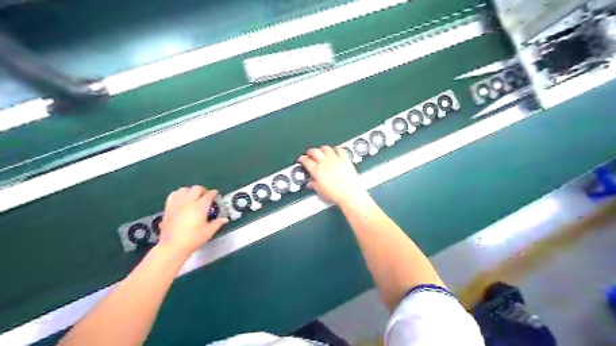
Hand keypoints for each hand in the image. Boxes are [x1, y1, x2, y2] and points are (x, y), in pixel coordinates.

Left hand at [156, 187, 226, 256]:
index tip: (216, 194)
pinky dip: (179, 194)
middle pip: (196, 188)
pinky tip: (181, 199)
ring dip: (190, 191)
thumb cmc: (193, 239)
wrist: (173, 246)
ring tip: (194, 196)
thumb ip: (217, 223)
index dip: (213, 193)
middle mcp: (188, 202)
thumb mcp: (209, 232)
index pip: (209, 195)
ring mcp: (177, 204)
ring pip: (184, 189)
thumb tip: (225, 219)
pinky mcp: (168, 208)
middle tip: (206, 195)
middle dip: (203, 190)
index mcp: (200, 207)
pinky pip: (173, 195)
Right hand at [300, 144, 369, 204]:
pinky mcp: (345, 159)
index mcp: (317, 171)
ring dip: (322, 149)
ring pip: (326, 148)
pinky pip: (339, 149)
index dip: (302, 159)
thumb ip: (314, 185)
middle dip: (310, 152)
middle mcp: (325, 163)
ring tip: (322, 152)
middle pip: (314, 151)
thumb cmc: (335, 194)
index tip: (302, 159)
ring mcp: (335, 160)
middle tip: (310, 154)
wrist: (349, 194)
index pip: (306, 161)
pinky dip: (336, 149)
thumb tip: (310, 183)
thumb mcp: (320, 191)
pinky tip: (335, 151)